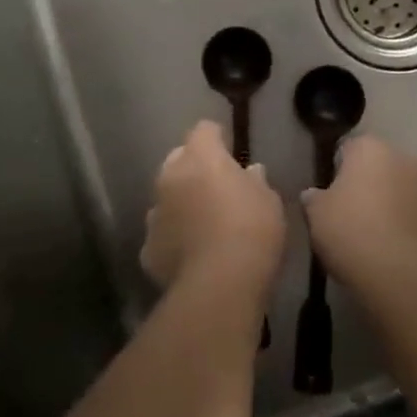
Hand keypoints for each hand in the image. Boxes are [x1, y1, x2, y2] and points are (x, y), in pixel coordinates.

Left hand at [141, 121, 285, 298]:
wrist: (219, 286)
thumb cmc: (252, 231)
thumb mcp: (269, 201)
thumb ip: (256, 181)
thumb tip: (250, 172)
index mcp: (201, 157)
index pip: (204, 130)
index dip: (218, 138)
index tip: (231, 151)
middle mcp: (170, 177)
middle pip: (178, 159)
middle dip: (194, 167)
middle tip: (217, 186)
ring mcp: (154, 213)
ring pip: (166, 197)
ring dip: (181, 203)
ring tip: (203, 224)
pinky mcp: (147, 249)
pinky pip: (161, 233)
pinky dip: (173, 238)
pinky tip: (191, 254)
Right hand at [303, 135, 416, 292]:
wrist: (409, 278)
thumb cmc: (354, 234)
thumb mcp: (316, 216)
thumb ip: (314, 200)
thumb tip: (314, 196)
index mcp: (371, 149)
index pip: (348, 148)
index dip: (336, 171)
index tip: (329, 197)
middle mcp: (406, 160)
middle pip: (381, 169)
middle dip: (368, 188)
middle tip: (350, 219)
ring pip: (405, 195)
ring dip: (393, 210)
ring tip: (375, 244)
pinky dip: (411, 234)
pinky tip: (398, 260)